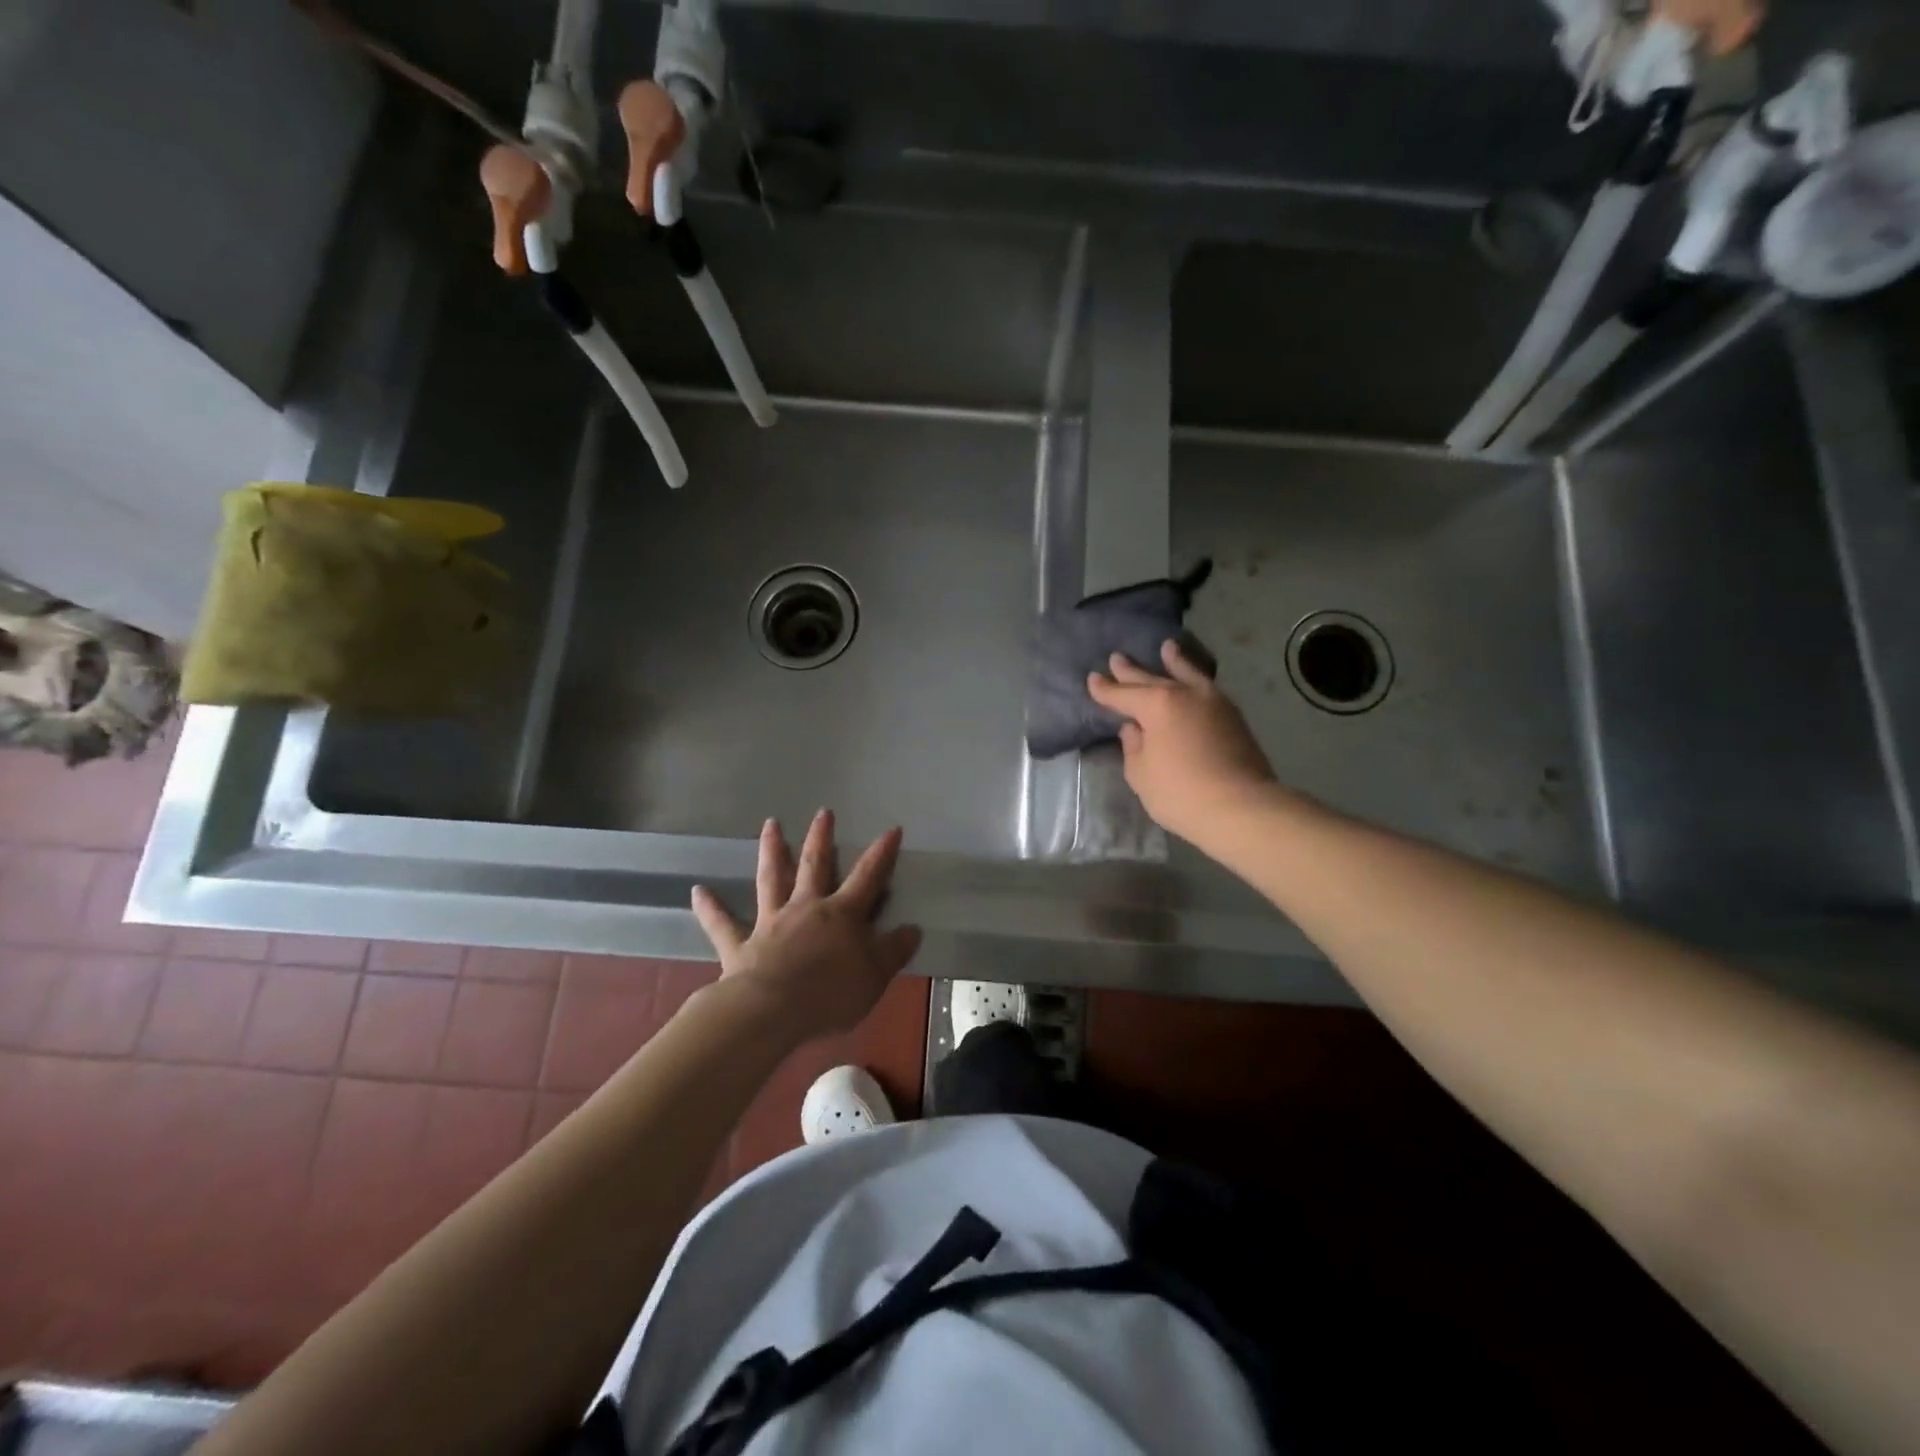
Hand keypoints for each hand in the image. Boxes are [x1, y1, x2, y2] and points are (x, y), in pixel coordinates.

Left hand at [690, 810, 922, 1042]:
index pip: (868, 877)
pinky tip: (697, 890)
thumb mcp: (875, 976)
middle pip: (815, 865)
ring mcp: (771, 923)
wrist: (772, 1012)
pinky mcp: (740, 945)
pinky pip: (722, 924)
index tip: (891, 829)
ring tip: (770, 824)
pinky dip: (710, 907)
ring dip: (772, 851)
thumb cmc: (830, 994)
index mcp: (842, 914)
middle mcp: (806, 908)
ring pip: (771, 879)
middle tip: (823, 811)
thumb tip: (911, 929)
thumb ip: (893, 951)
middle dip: (821, 837)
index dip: (882, 854)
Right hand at [1087, 640, 1279, 847]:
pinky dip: (1194, 677)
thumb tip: (1134, 729)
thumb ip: (1133, 747)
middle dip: (1131, 670)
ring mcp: (1213, 702)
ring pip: (1187, 674)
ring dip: (1174, 661)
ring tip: (1167, 647)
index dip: (1105, 689)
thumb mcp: (1141, 774)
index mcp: (1157, 705)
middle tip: (1116, 658)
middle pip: (1152, 678)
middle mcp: (1184, 694)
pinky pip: (1205, 686)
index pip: (1122, 694)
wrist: (1242, 807)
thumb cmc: (1181, 792)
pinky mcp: (1233, 716)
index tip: (1092, 679)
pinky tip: (1193, 679)